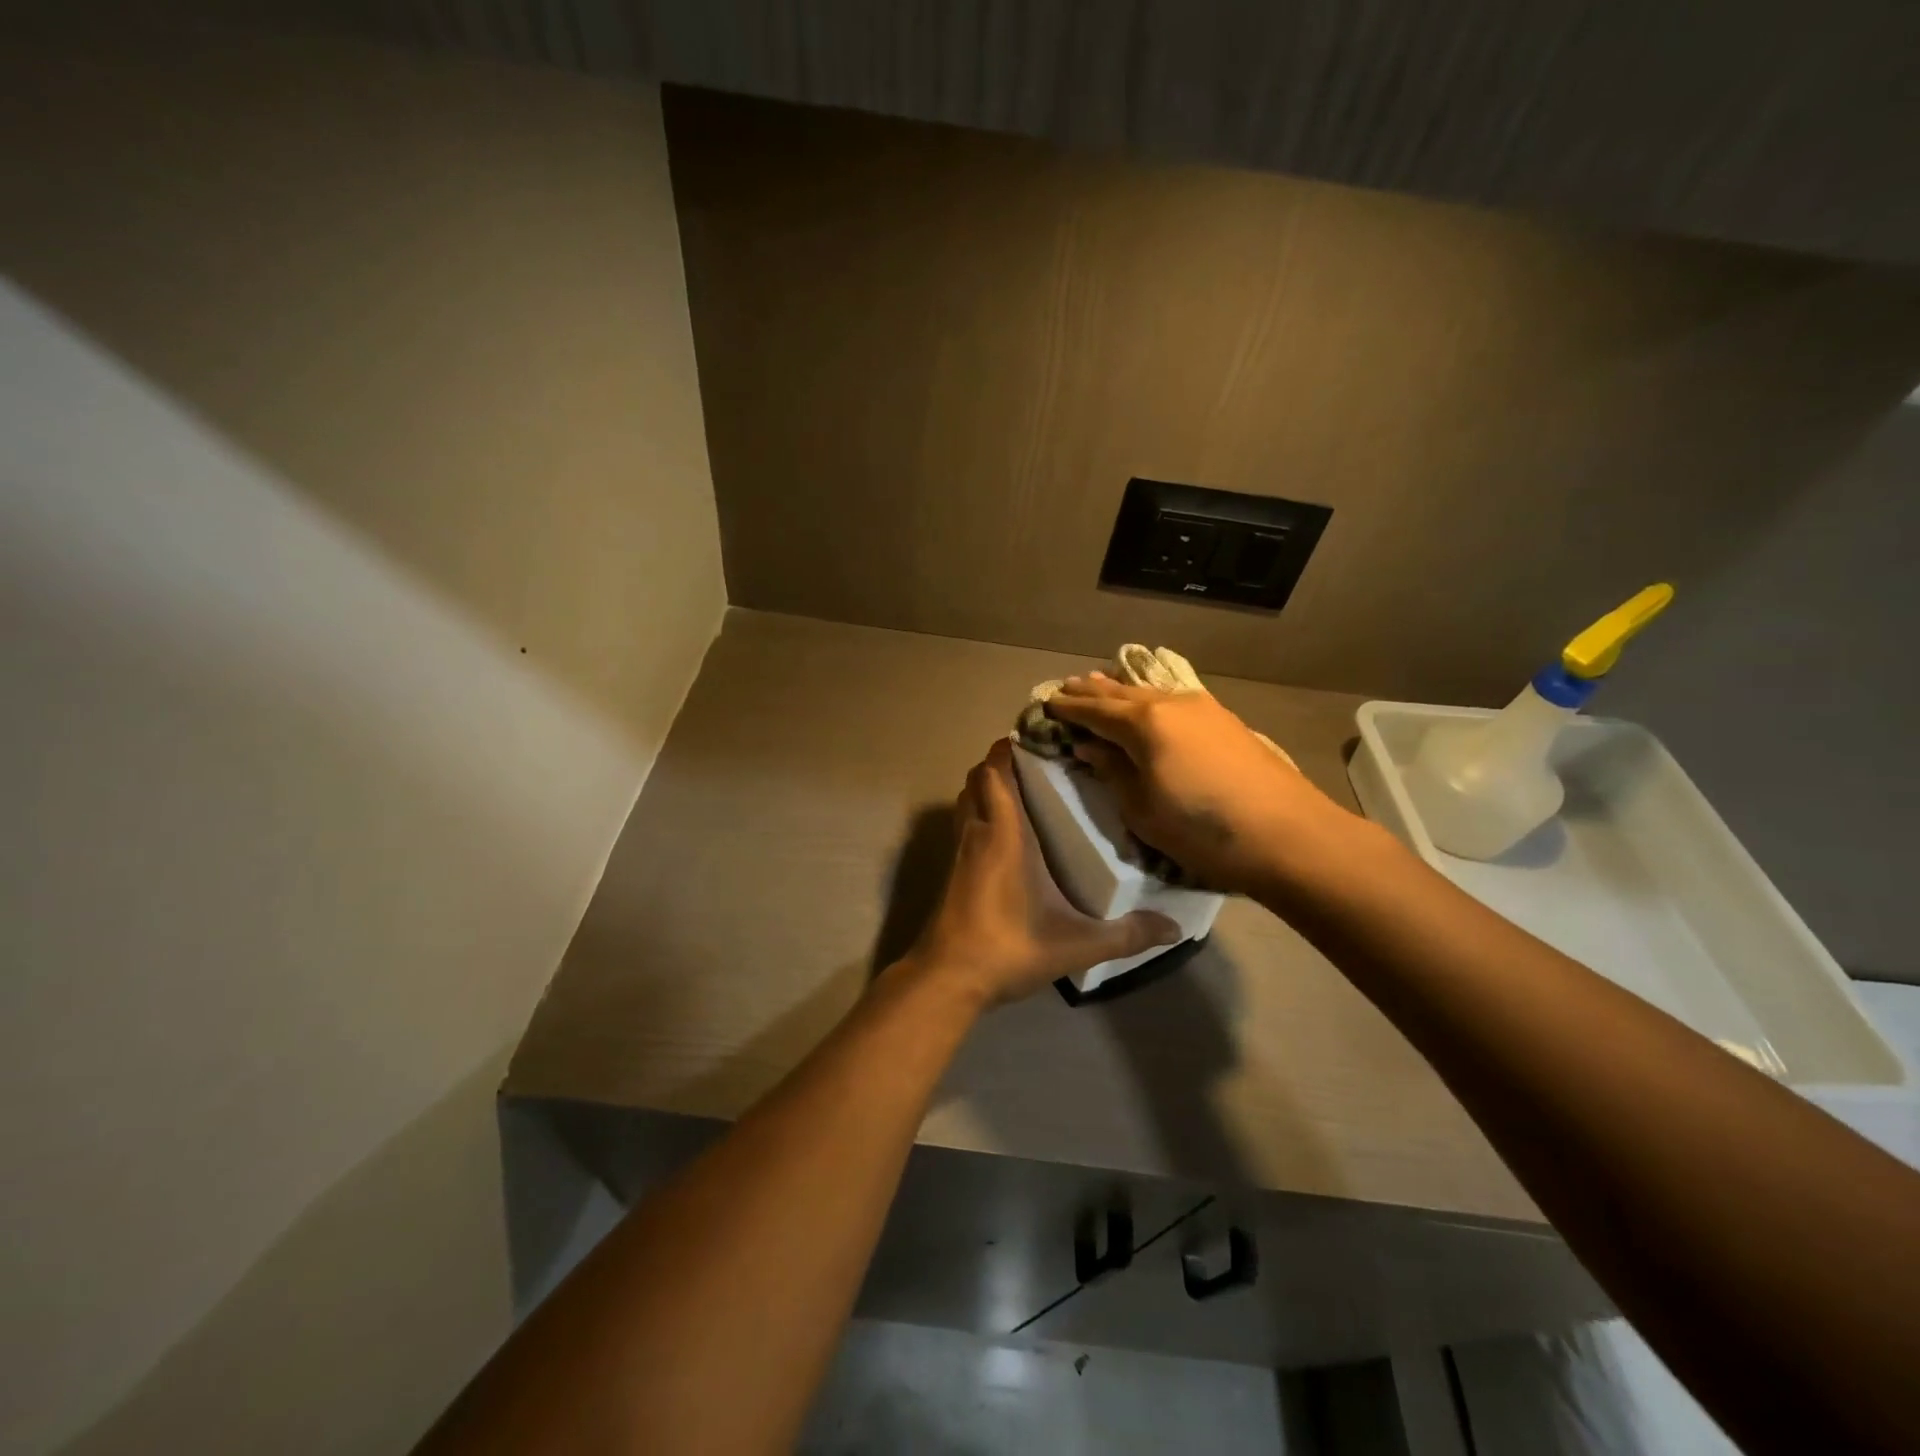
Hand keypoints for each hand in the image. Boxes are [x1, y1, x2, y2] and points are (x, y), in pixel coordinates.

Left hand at [902, 739, 1180, 1005]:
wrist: (948, 978)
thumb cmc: (1009, 947)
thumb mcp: (1076, 944)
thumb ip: (1126, 935)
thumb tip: (1174, 929)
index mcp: (1005, 833)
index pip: (996, 771)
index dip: (1010, 746)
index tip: (1041, 736)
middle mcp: (978, 832)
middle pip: (979, 778)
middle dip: (1002, 762)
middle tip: (1041, 763)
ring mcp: (960, 851)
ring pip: (968, 799)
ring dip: (988, 786)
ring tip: (1026, 790)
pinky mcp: (953, 870)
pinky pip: (965, 823)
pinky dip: (981, 812)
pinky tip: (1008, 835)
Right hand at [1046, 676, 1361, 896]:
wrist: (1288, 836)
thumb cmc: (1202, 830)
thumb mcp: (1142, 809)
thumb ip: (1112, 770)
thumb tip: (1090, 745)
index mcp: (1143, 723)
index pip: (1093, 710)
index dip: (1067, 707)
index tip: (1045, 702)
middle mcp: (1169, 704)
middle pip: (1119, 693)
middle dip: (1090, 691)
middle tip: (1066, 686)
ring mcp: (1202, 708)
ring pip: (1148, 692)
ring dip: (1120, 690)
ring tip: (1099, 683)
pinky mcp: (1224, 720)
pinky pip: (1172, 699)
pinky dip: (1149, 698)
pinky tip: (1148, 701)